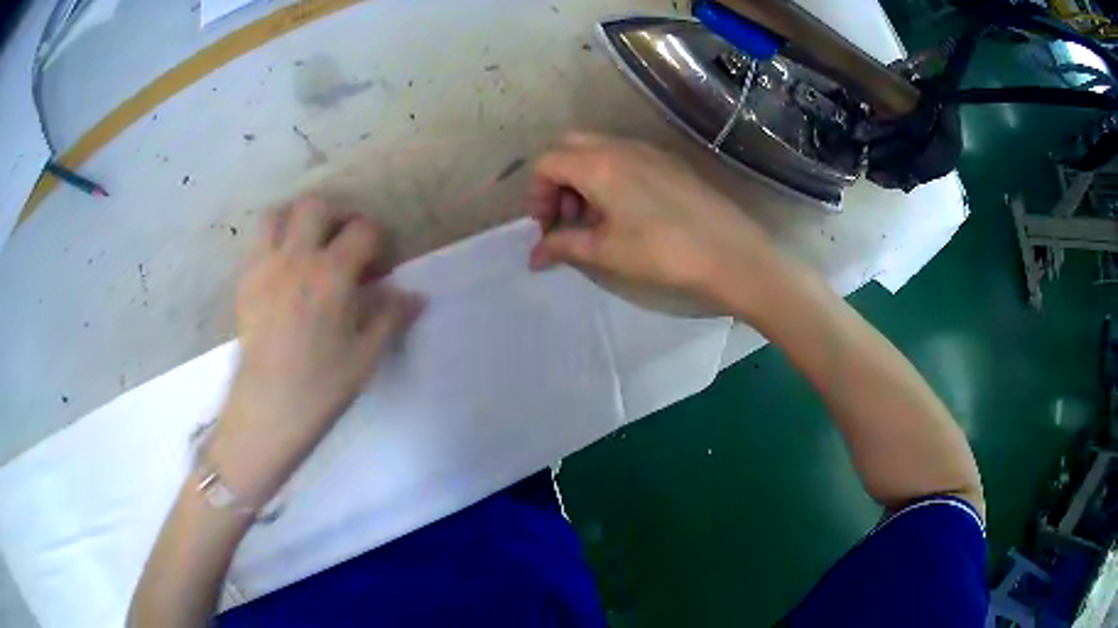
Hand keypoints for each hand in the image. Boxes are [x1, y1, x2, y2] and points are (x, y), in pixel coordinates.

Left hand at [207, 198, 423, 505]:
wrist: (268, 409)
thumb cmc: (321, 386)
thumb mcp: (365, 356)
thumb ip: (391, 317)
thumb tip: (416, 296)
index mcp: (331, 275)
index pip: (362, 231)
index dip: (377, 242)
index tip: (380, 268)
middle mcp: (295, 259)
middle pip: (315, 207)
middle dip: (337, 217)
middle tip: (344, 244)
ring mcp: (264, 267)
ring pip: (277, 216)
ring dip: (297, 221)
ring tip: (307, 246)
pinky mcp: (244, 283)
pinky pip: (257, 245)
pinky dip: (274, 245)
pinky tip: (283, 275)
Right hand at [527, 133, 779, 313]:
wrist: (731, 253)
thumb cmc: (662, 253)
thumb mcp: (606, 252)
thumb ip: (563, 246)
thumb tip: (534, 256)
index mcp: (598, 164)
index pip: (546, 162)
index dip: (536, 194)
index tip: (546, 226)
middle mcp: (620, 146)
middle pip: (569, 146)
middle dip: (556, 180)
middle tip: (566, 218)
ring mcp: (649, 150)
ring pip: (597, 149)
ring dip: (582, 178)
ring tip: (595, 221)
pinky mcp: (670, 162)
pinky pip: (625, 156)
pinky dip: (609, 176)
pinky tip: (626, 213)